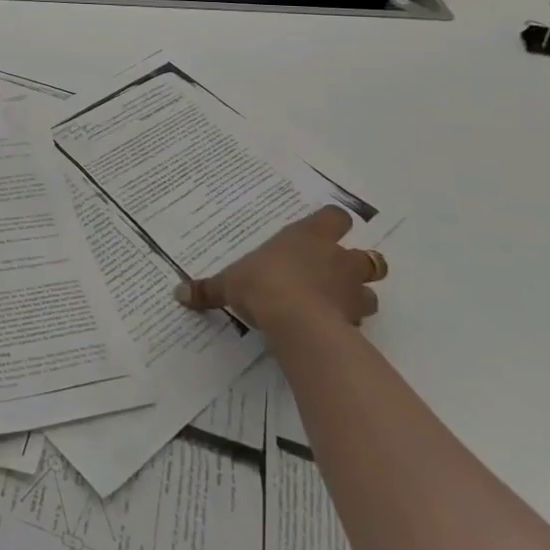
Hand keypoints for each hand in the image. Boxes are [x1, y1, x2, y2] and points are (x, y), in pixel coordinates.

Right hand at [173, 206, 384, 331]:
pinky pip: (360, 322)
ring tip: (337, 305)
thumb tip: (178, 292)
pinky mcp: (355, 321)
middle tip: (335, 273)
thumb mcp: (229, 284)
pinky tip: (332, 331)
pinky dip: (350, 325)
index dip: (331, 224)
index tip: (321, 232)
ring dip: (358, 296)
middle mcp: (336, 259)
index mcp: (309, 237)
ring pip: (371, 291)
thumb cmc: (263, 285)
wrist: (297, 323)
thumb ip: (208, 289)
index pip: (336, 217)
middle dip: (355, 264)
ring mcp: (351, 291)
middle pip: (366, 255)